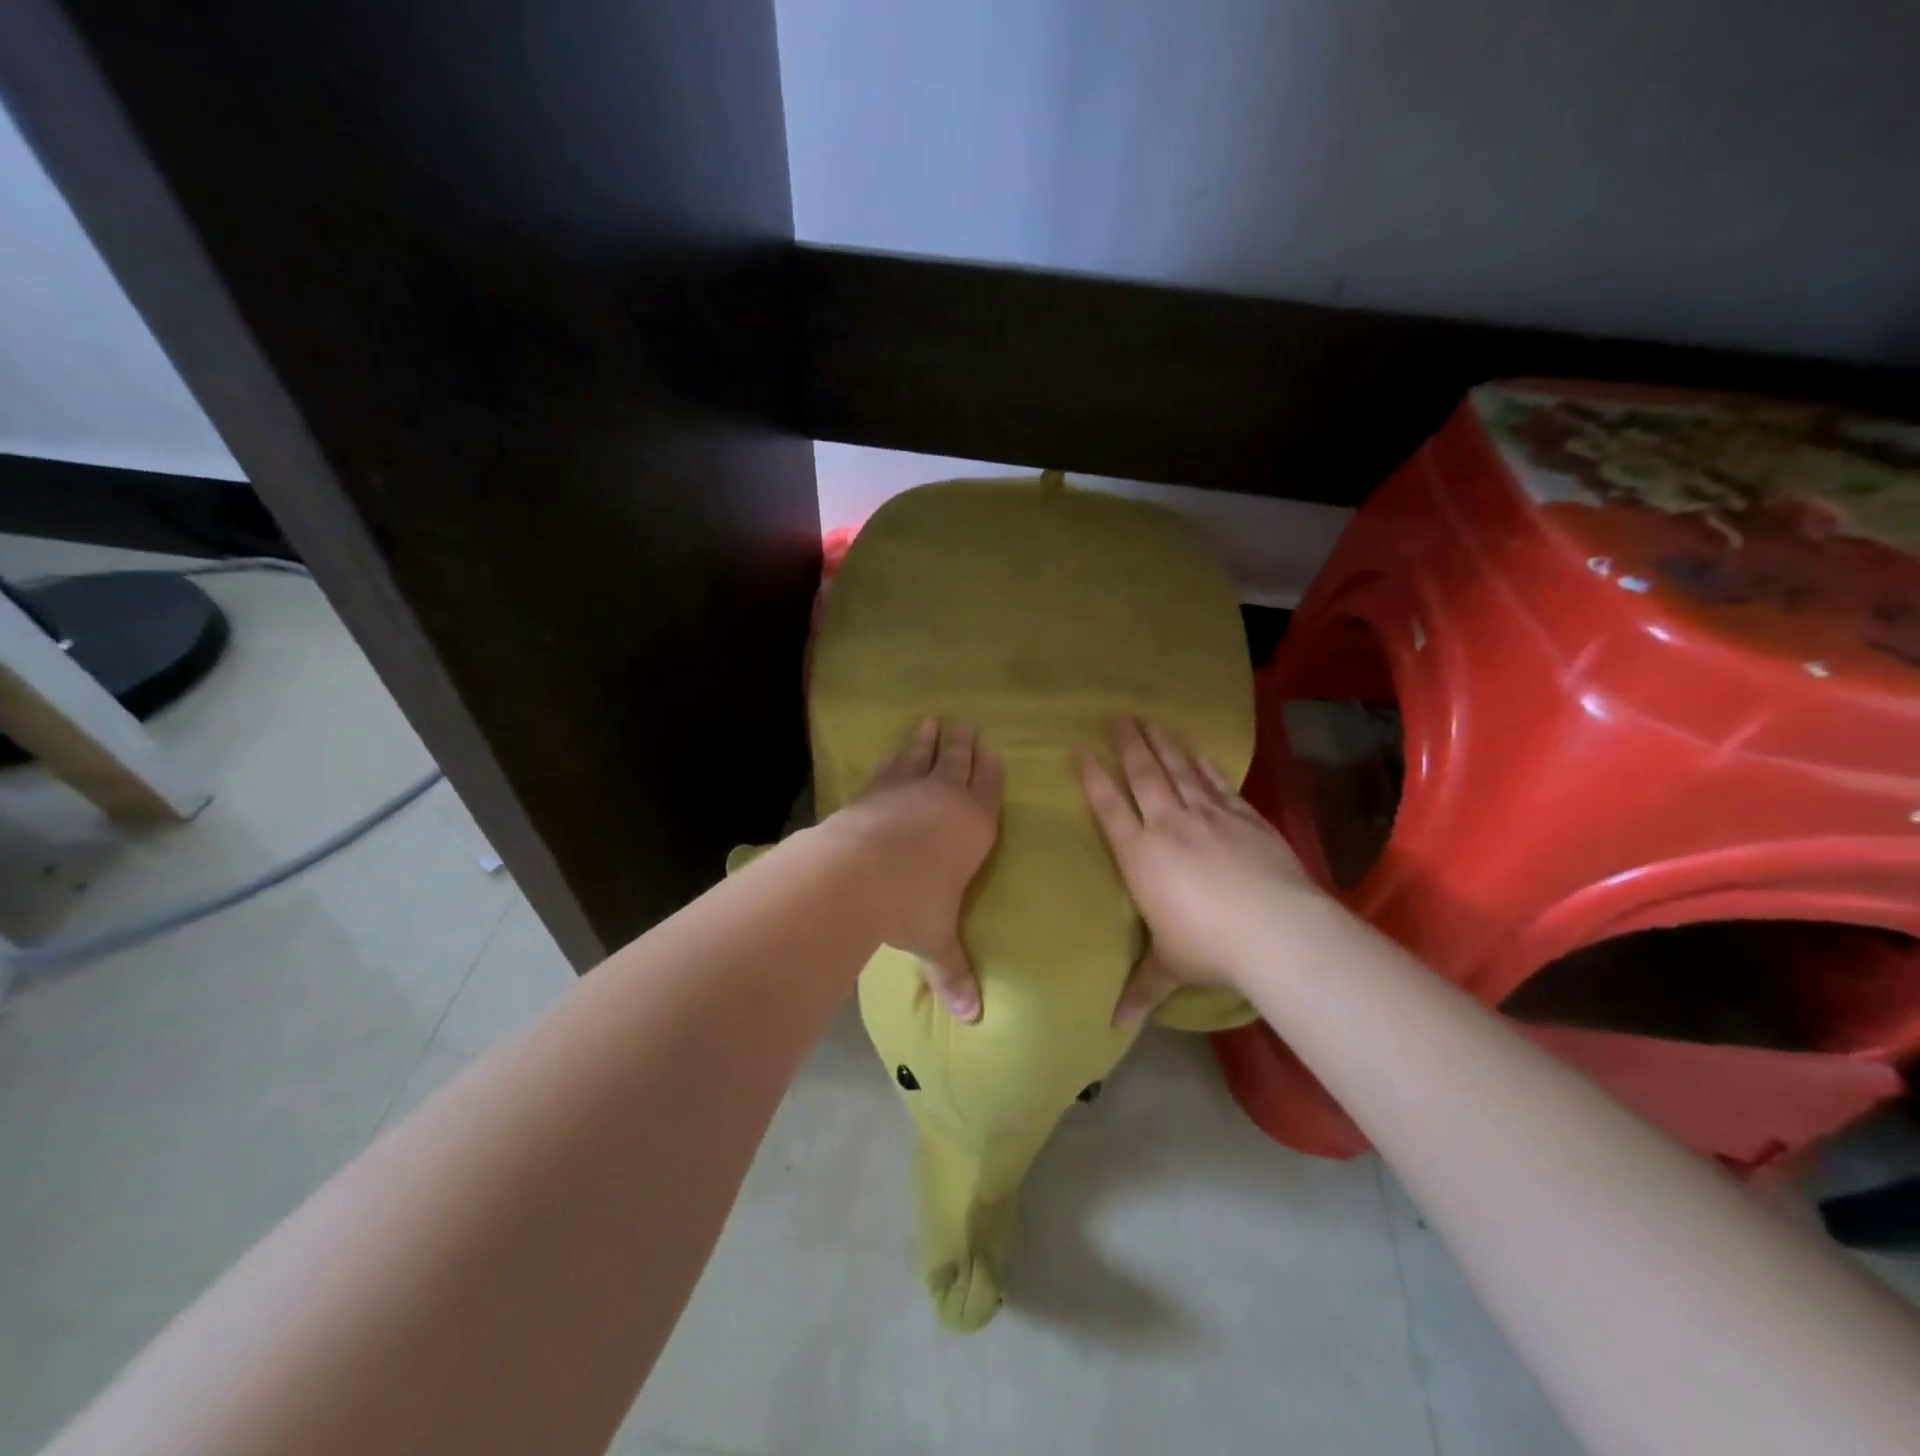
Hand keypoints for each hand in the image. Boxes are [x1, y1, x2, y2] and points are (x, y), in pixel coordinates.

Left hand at [833, 718, 1002, 1021]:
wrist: (855, 873)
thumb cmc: (912, 904)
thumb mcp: (937, 940)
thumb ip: (954, 973)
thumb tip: (973, 1019)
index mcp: (974, 825)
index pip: (989, 790)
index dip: (991, 771)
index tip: (993, 751)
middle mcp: (943, 798)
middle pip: (958, 762)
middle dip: (963, 744)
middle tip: (966, 724)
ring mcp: (905, 788)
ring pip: (922, 756)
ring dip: (927, 740)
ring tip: (930, 722)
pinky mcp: (872, 790)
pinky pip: (888, 767)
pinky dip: (893, 756)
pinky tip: (891, 753)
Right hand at [1079, 717, 1319, 1027]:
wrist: (1275, 929)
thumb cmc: (1208, 947)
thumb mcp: (1168, 968)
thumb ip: (1140, 989)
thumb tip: (1114, 1027)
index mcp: (1139, 854)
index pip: (1109, 807)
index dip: (1093, 777)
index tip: (1081, 750)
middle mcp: (1168, 825)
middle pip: (1142, 774)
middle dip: (1127, 744)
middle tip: (1116, 716)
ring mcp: (1208, 816)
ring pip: (1178, 770)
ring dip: (1162, 744)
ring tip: (1149, 720)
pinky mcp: (1244, 818)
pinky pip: (1217, 784)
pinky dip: (1205, 766)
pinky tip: (1198, 752)